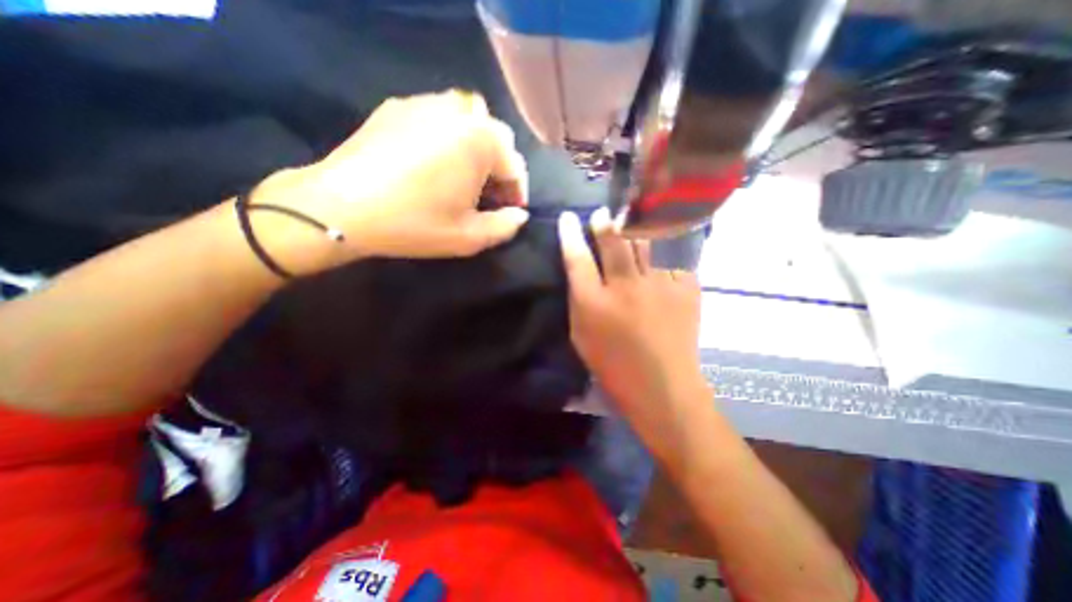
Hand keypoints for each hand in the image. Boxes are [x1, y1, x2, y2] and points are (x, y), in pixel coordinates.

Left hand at [251, 89, 526, 274]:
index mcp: (480, 140)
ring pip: (469, 119)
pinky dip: (449, 135)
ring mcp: (425, 103)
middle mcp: (459, 112)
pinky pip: (439, 115)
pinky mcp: (398, 106)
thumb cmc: (414, 223)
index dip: (517, 192)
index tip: (509, 211)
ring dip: (477, 146)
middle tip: (488, 194)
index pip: (515, 165)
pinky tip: (434, 160)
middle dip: (499, 167)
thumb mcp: (469, 237)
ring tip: (465, 174)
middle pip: (496, 136)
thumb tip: (520, 215)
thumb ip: (505, 227)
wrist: (341, 207)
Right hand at [557, 208, 708, 449]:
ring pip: (644, 241)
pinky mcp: (685, 287)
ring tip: (629, 221)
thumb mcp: (581, 336)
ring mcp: (659, 284)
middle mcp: (625, 287)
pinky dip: (662, 253)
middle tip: (602, 214)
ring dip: (633, 228)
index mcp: (594, 303)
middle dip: (604, 222)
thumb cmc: (613, 366)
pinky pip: (670, 258)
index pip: (577, 258)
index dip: (569, 234)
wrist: (663, 387)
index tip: (568, 218)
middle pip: (613, 241)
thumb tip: (582, 271)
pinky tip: (659, 253)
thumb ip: (579, 300)